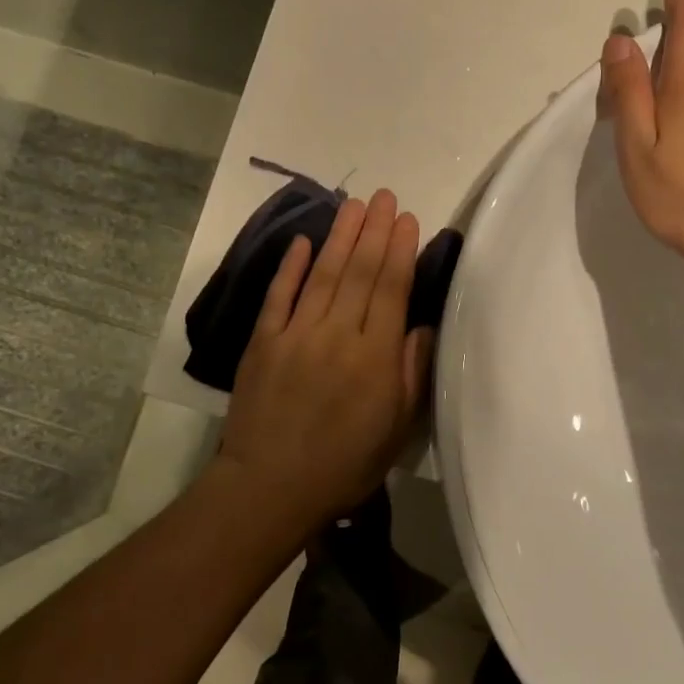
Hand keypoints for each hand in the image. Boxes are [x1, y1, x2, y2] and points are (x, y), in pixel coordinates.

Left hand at [218, 189, 434, 529]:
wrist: (270, 487)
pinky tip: (303, 241)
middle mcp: (337, 335)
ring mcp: (296, 334)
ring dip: (340, 236)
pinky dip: (291, 267)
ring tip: (353, 205)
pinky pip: (279, 295)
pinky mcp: (263, 341)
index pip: (390, 289)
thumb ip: (411, 372)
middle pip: (359, 272)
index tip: (407, 218)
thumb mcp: (396, 429)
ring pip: (323, 274)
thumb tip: (420, 324)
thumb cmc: (344, 464)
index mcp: (374, 357)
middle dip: (374, 230)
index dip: (400, 250)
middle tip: (384, 196)